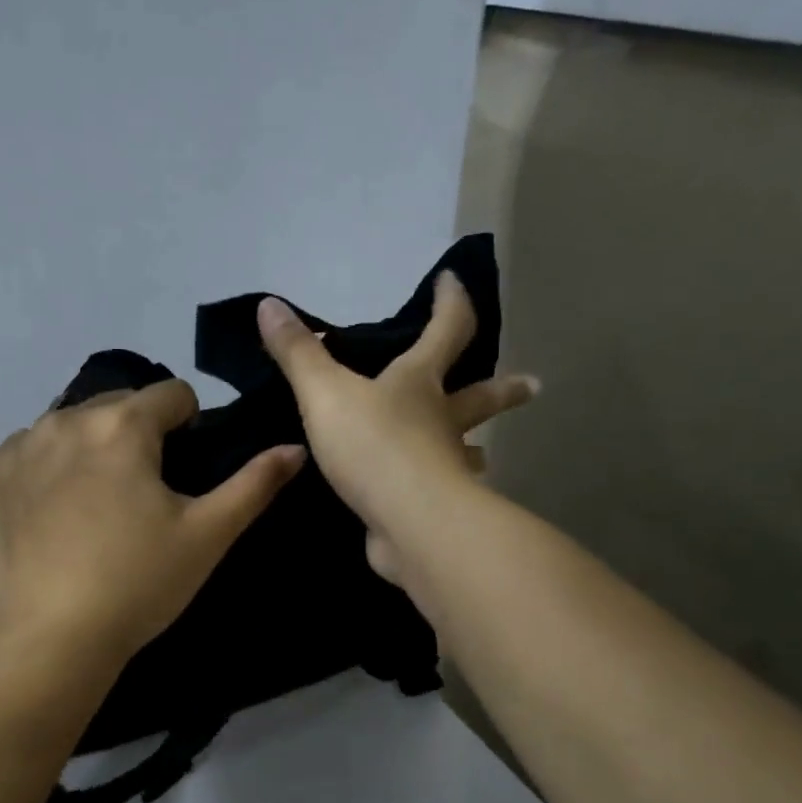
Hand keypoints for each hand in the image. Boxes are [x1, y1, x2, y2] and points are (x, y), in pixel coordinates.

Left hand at [0, 381, 304, 664]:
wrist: (47, 640)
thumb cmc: (137, 584)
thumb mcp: (208, 536)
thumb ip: (255, 484)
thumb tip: (294, 448)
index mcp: (123, 425)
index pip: (172, 394)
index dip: (190, 425)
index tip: (186, 470)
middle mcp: (65, 420)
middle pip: (118, 405)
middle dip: (138, 434)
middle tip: (144, 495)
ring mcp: (19, 448)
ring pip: (70, 426)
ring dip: (91, 447)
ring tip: (97, 506)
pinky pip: (27, 453)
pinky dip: (46, 469)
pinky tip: (53, 516)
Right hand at [257, 272, 535, 584]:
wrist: (408, 521)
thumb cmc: (374, 445)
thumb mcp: (325, 393)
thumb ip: (298, 354)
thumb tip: (268, 304)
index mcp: (421, 383)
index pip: (446, 330)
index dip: (450, 302)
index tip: (453, 281)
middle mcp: (443, 422)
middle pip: (480, 397)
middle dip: (503, 389)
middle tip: (533, 386)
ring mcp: (446, 469)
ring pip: (467, 452)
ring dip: (475, 448)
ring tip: (481, 452)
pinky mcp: (435, 509)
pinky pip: (440, 494)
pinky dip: (441, 492)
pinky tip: (428, 501)